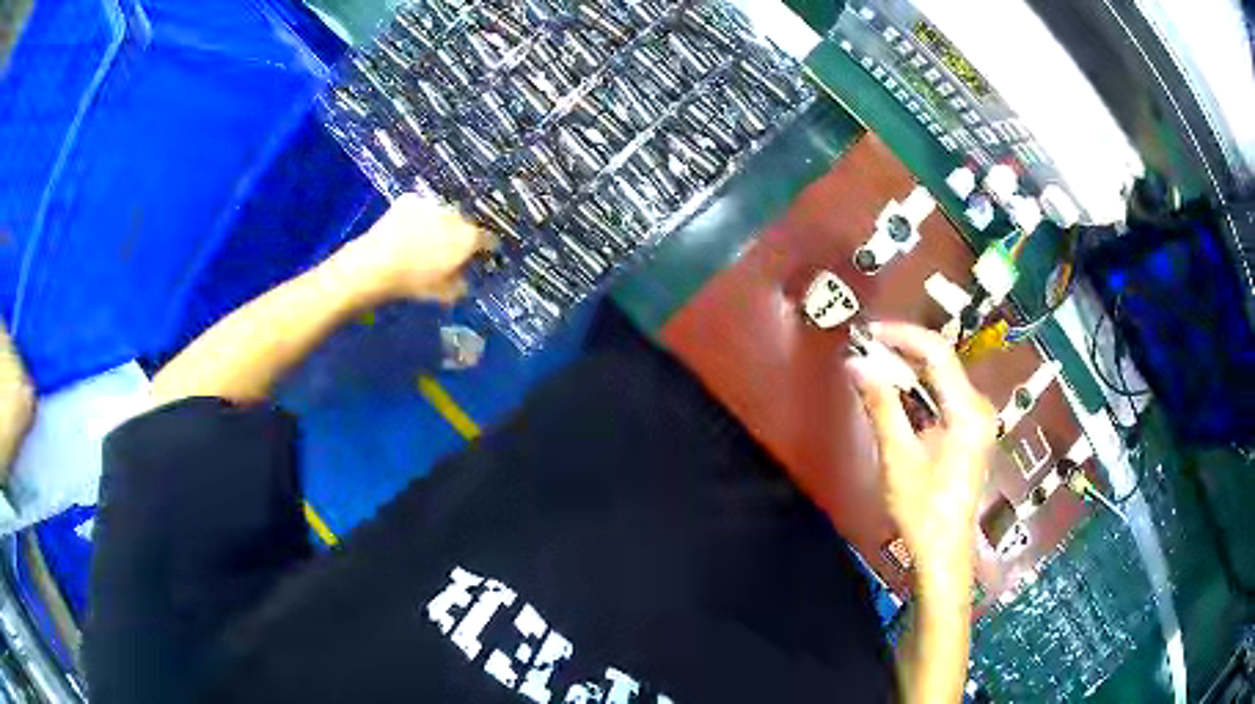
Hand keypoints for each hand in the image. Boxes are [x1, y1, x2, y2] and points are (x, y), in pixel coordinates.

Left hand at [334, 193, 490, 303]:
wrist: (376, 264)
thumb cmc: (413, 282)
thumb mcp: (444, 293)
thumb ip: (460, 284)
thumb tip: (463, 279)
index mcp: (467, 238)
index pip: (488, 239)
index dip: (486, 248)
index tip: (481, 254)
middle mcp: (455, 215)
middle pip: (464, 223)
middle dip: (459, 234)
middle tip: (447, 248)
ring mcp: (431, 204)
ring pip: (442, 213)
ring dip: (439, 223)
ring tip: (425, 237)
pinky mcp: (410, 199)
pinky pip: (421, 207)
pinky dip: (418, 216)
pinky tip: (408, 229)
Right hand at [845, 322, 996, 590]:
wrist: (944, 552)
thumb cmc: (921, 509)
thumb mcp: (898, 456)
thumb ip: (881, 405)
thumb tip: (856, 364)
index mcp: (967, 411)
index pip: (937, 352)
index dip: (901, 336)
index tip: (868, 334)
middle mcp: (979, 408)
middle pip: (941, 363)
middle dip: (902, 354)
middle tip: (864, 353)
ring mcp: (978, 421)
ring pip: (942, 380)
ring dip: (908, 374)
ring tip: (873, 371)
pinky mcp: (972, 433)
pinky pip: (945, 399)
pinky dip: (919, 394)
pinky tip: (896, 398)